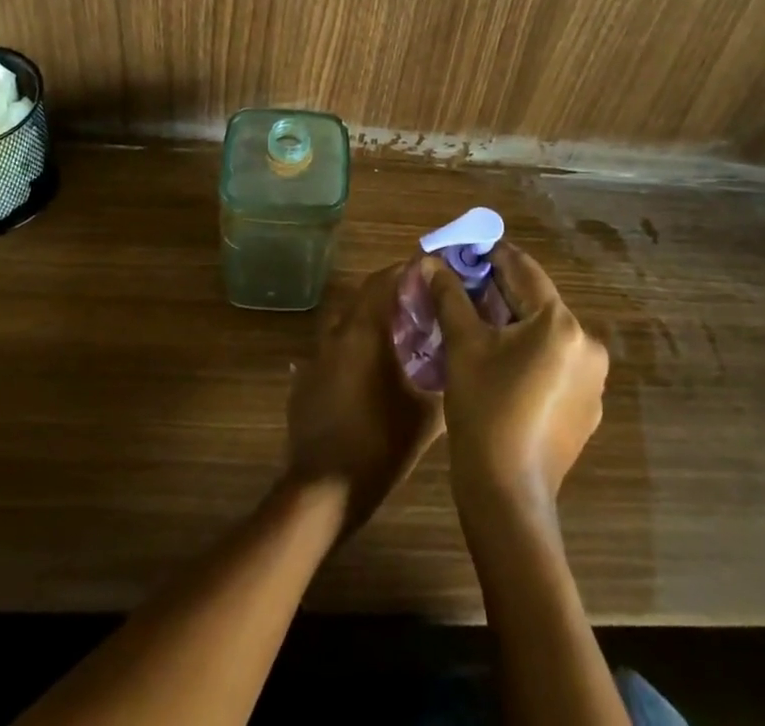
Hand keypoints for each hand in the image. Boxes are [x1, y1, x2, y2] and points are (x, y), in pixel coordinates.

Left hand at [285, 264, 444, 532]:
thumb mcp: (425, 416)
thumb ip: (443, 380)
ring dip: (369, 323)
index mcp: (364, 332)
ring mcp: (315, 359)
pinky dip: (351, 353)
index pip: (382, 281)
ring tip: (397, 340)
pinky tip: (369, 376)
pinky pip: (331, 354)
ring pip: (345, 325)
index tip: (429, 274)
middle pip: (363, 299)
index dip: (405, 272)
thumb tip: (459, 360)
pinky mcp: (305, 383)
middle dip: (390, 296)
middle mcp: (336, 335)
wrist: (323, 491)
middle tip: (420, 307)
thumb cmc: (379, 446)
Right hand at [426, 244, 608, 515]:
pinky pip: (553, 362)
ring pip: (544, 332)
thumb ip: (450, 295)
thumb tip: (432, 262)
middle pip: (535, 301)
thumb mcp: (463, 345)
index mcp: (561, 323)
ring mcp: (592, 379)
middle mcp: (587, 344)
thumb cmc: (484, 410)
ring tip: (473, 323)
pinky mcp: (587, 407)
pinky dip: (527, 352)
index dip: (489, 255)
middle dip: (497, 291)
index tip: (460, 252)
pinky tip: (498, 363)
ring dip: (511, 322)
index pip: (523, 269)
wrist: (507, 497)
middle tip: (459, 287)